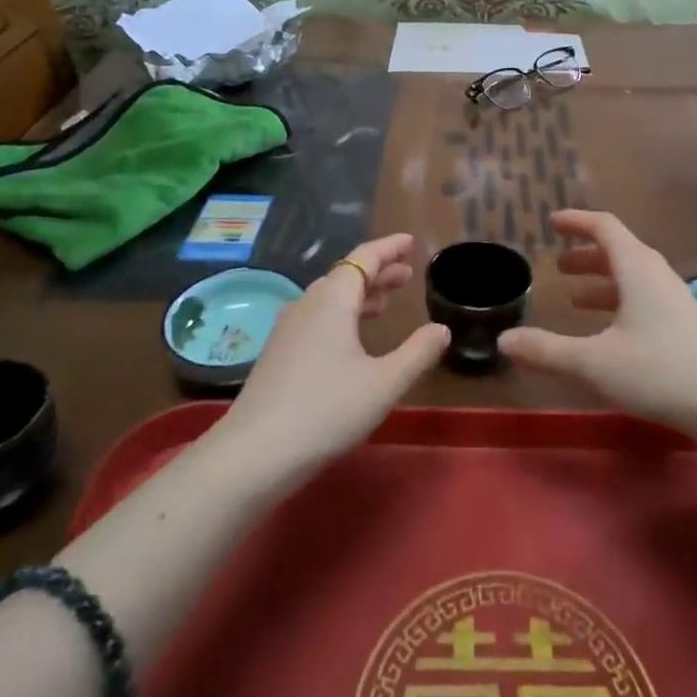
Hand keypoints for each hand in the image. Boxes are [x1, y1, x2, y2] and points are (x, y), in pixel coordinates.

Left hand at [215, 235, 448, 483]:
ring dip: (360, 294)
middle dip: (378, 271)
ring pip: (330, 298)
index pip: (364, 257)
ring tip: (386, 303)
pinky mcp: (277, 353)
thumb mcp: (385, 383)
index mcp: (333, 300)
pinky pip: (317, 317)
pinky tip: (351, 338)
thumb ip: (418, 353)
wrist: (254, 454)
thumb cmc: (327, 410)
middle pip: (346, 275)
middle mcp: (307, 304)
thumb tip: (442, 329)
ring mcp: (287, 329)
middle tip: (407, 275)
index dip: (389, 248)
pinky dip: (342, 314)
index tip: (410, 242)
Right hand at [501, 211, 696, 454]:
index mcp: (636, 269)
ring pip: (632, 276)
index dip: (577, 221)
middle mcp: (656, 275)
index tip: (552, 222)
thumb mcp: (594, 362)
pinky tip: (608, 330)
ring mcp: (674, 299)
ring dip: (602, 280)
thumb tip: (504, 340)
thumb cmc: (658, 372)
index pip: (604, 227)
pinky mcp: (684, 323)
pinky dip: (618, 300)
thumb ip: (547, 350)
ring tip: (574, 297)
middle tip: (559, 266)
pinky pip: (644, 297)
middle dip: (586, 254)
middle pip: (619, 250)